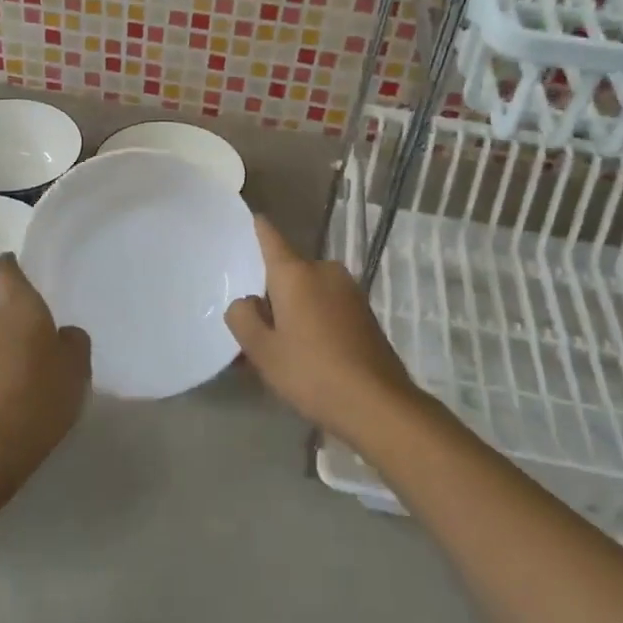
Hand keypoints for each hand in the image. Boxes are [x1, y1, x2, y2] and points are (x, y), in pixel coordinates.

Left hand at [0, 254, 90, 501]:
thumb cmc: (40, 396)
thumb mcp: (77, 367)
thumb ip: (72, 341)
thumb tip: (59, 336)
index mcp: (18, 307)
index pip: (4, 270)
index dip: (9, 265)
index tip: (14, 266)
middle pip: (0, 310)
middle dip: (16, 322)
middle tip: (42, 346)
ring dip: (4, 350)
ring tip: (28, 379)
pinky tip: (11, 401)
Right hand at [225, 216, 420, 445]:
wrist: (378, 405)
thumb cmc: (312, 372)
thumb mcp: (262, 351)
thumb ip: (243, 318)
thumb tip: (247, 301)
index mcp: (296, 273)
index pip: (270, 236)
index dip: (257, 227)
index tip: (249, 217)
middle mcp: (324, 271)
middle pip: (288, 272)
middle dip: (272, 293)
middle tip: (256, 328)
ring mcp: (350, 291)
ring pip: (309, 292)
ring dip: (294, 310)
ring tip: (281, 349)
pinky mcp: (365, 313)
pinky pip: (328, 307)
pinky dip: (314, 321)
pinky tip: (309, 355)